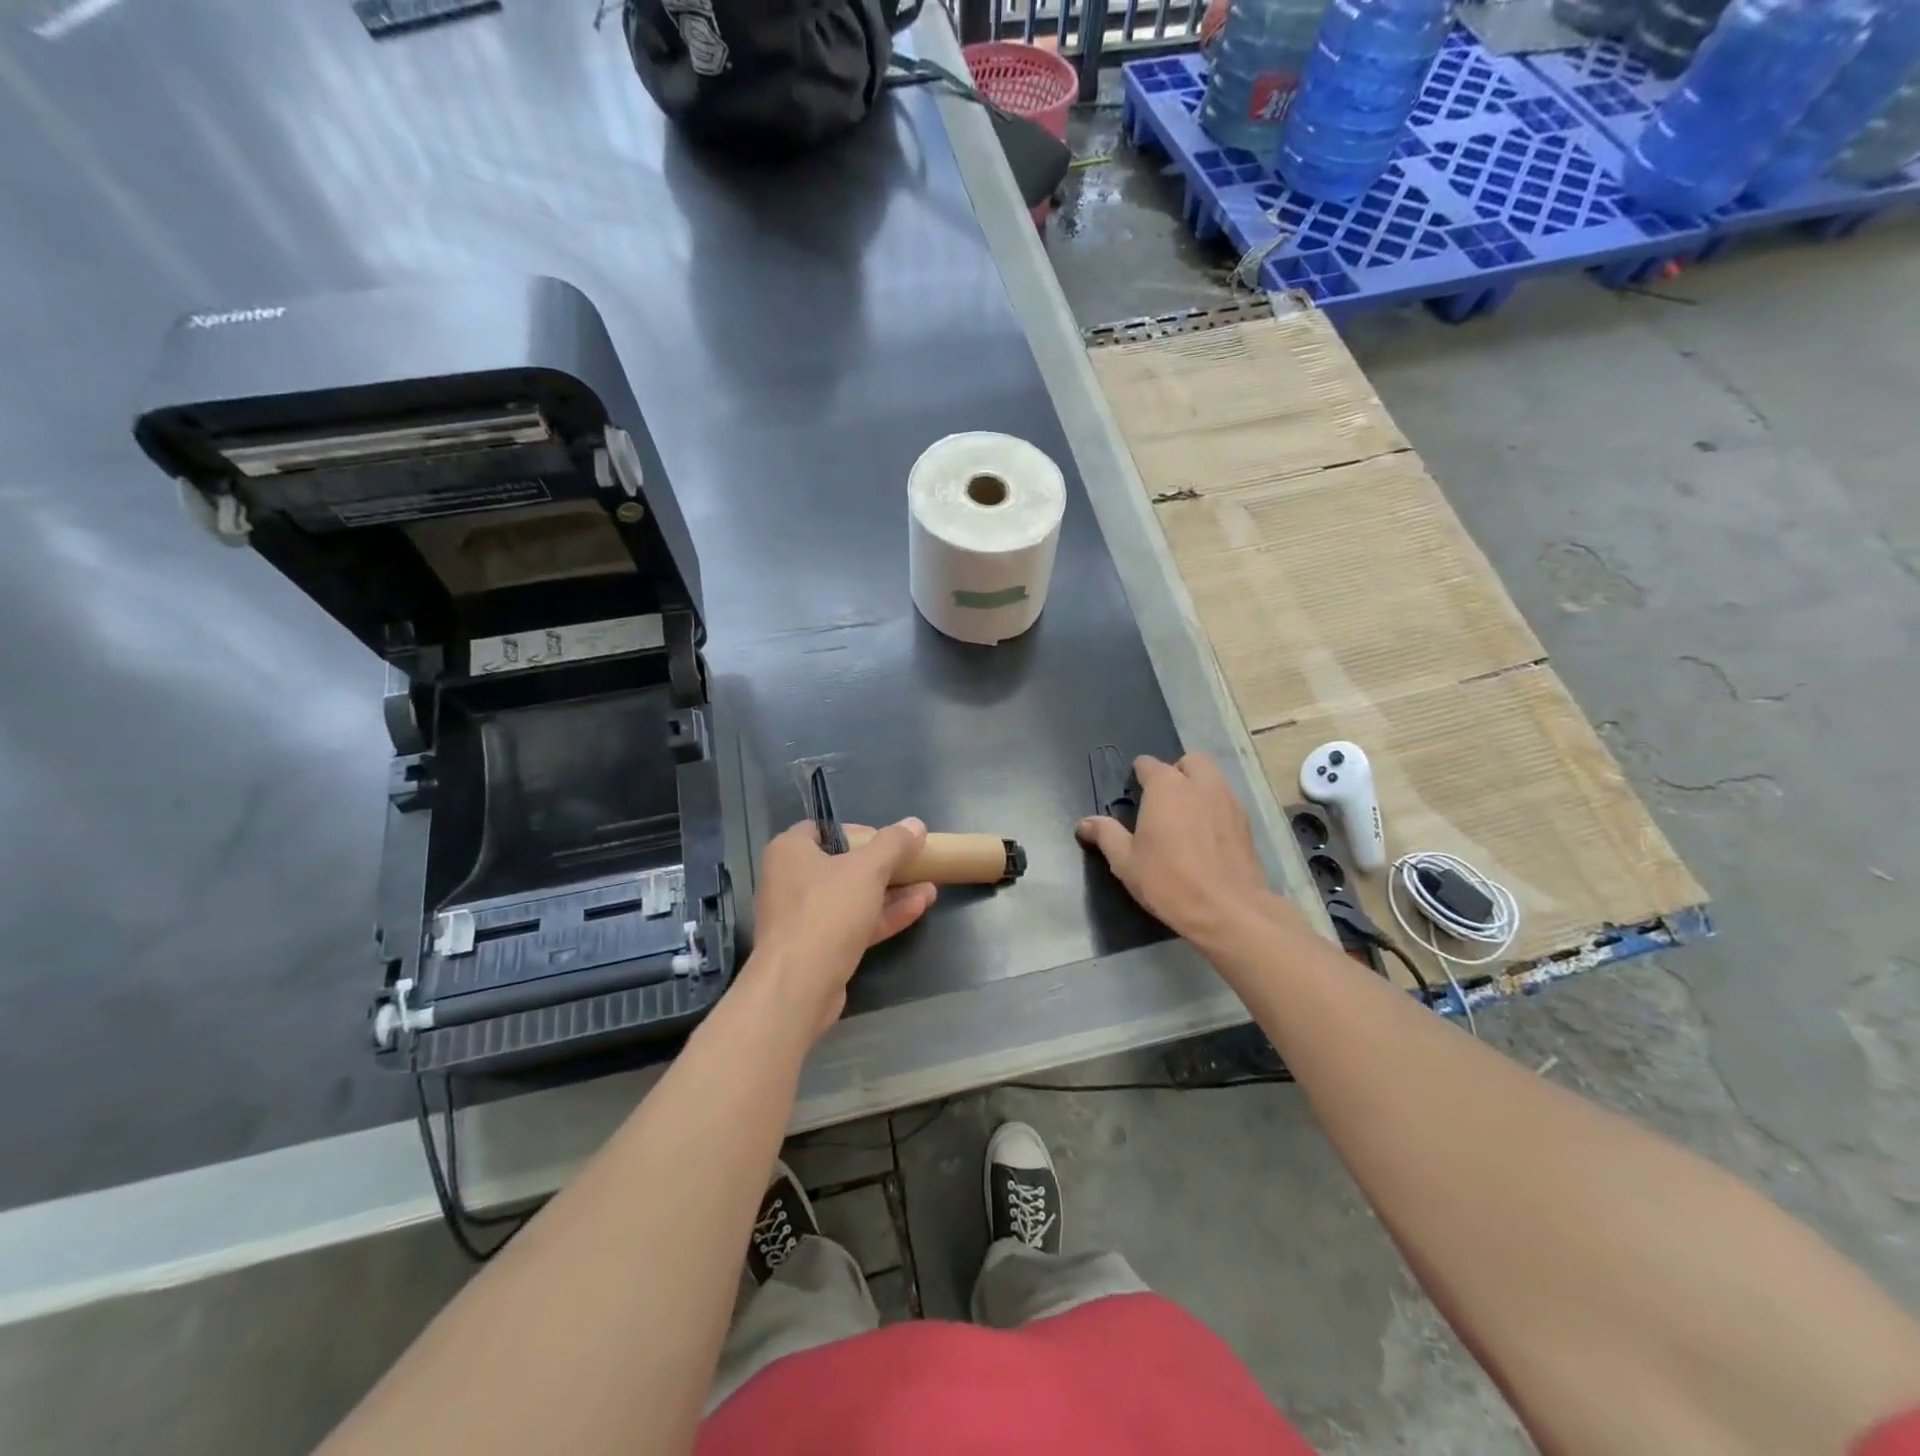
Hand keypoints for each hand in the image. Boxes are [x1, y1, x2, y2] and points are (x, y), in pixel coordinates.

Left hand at [745, 819, 938, 1036]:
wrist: (798, 986)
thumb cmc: (826, 911)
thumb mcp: (868, 869)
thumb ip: (894, 844)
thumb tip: (915, 824)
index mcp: (789, 851)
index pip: (823, 829)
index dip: (857, 832)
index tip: (887, 840)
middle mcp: (790, 880)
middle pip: (842, 865)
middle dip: (883, 866)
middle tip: (913, 864)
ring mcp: (802, 918)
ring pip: (851, 897)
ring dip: (890, 892)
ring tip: (929, 887)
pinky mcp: (816, 948)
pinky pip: (852, 924)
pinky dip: (882, 916)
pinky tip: (919, 908)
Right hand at [1077, 753, 1273, 946]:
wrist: (1228, 909)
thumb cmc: (1169, 880)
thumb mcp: (1126, 861)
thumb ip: (1106, 835)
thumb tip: (1084, 823)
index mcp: (1166, 786)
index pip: (1148, 764)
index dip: (1139, 775)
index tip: (1134, 793)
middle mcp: (1200, 784)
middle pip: (1189, 761)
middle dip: (1176, 772)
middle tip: (1164, 801)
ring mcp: (1228, 801)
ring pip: (1212, 779)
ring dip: (1199, 787)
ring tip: (1186, 818)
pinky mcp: (1246, 823)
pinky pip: (1227, 802)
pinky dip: (1215, 809)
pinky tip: (1207, 836)